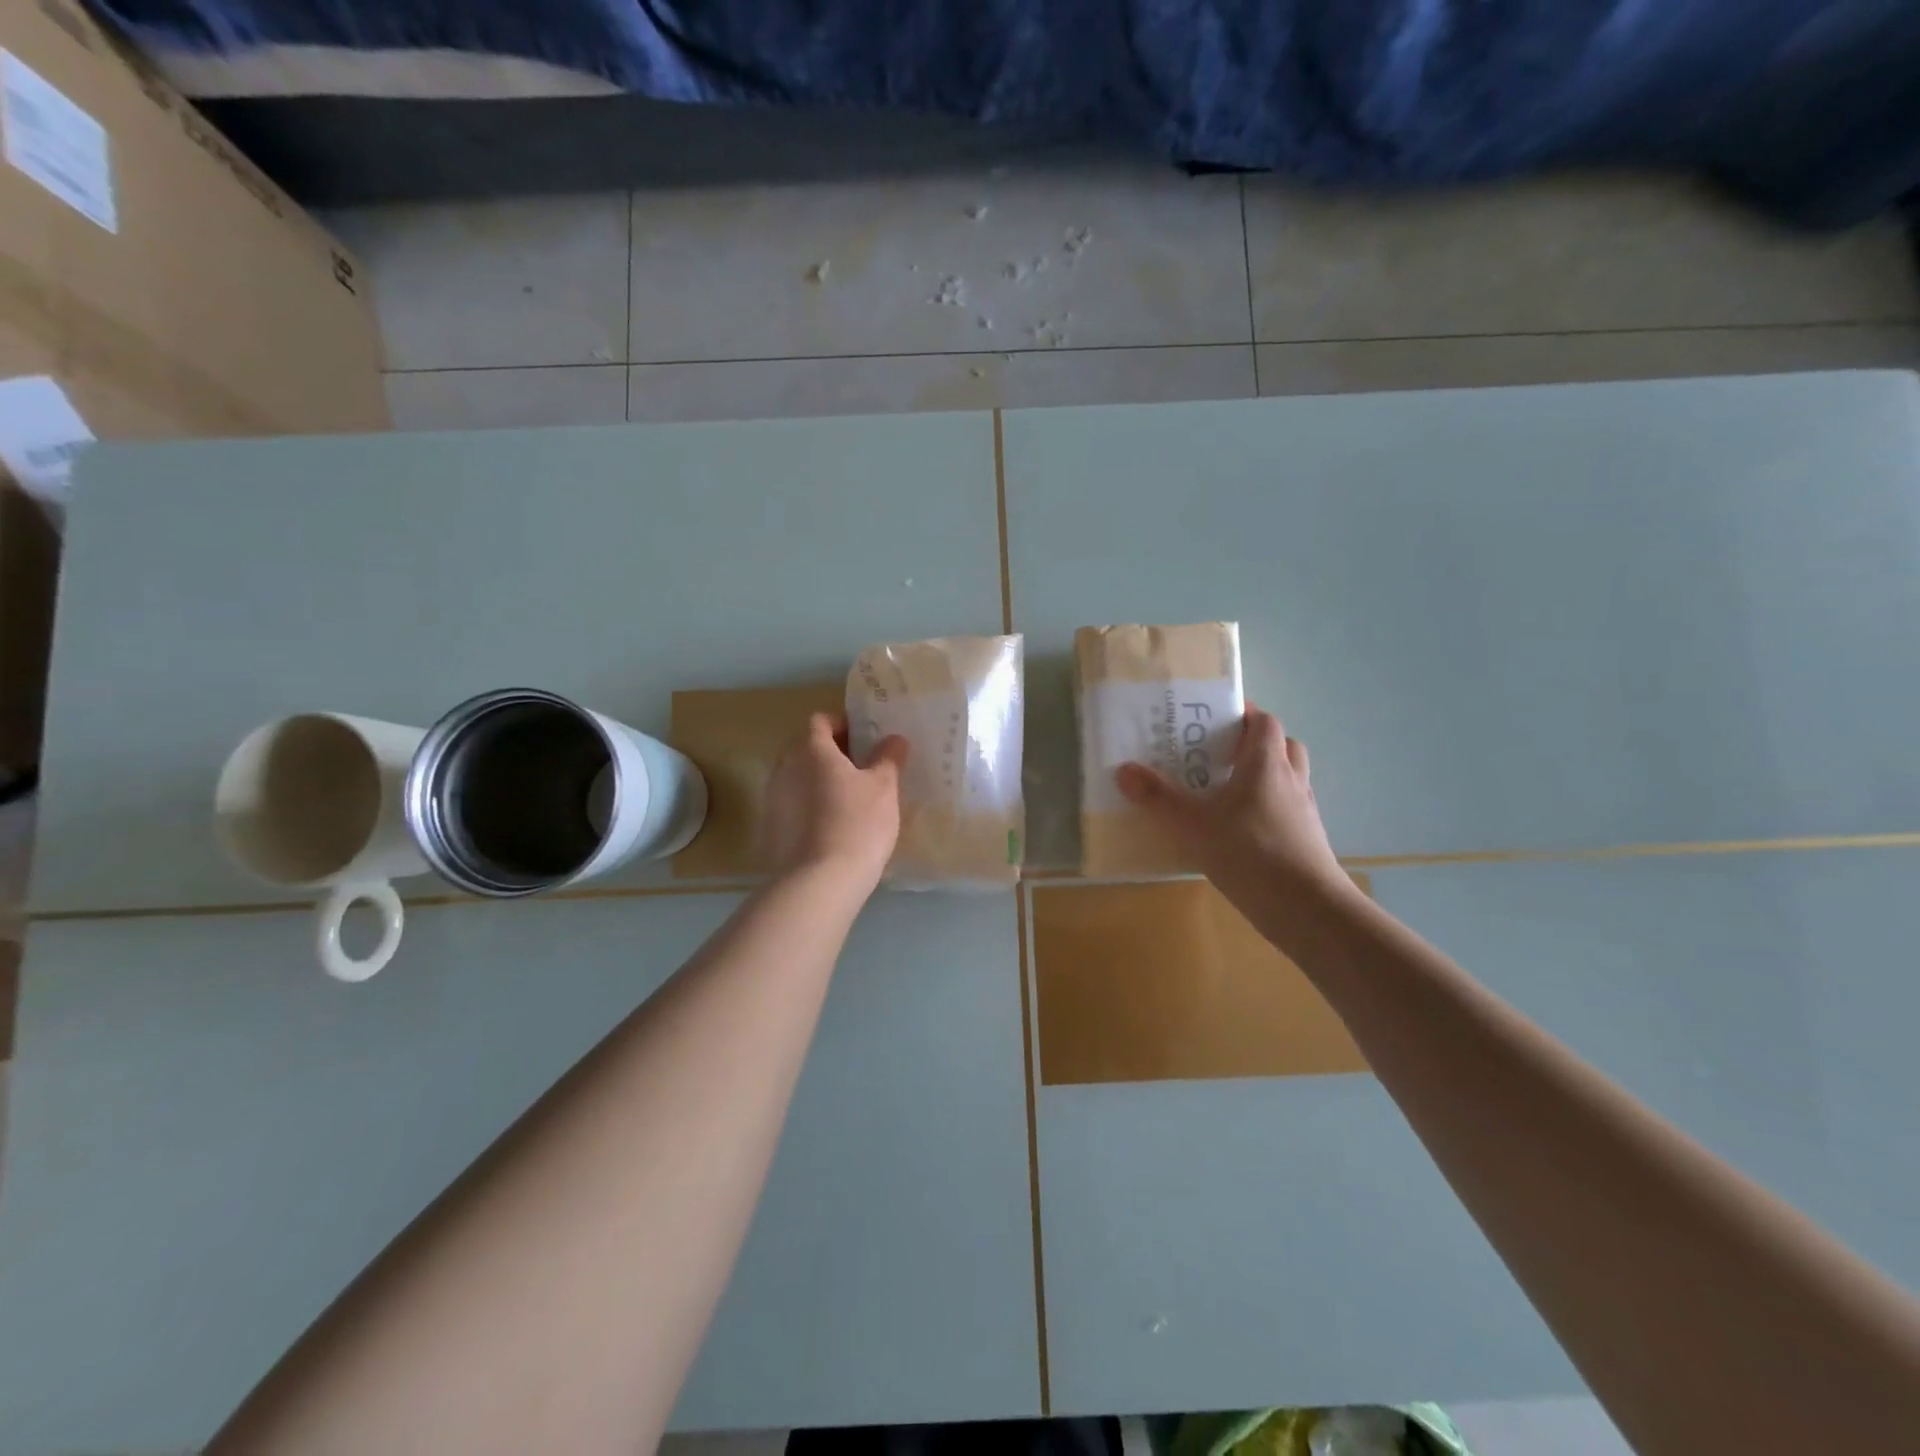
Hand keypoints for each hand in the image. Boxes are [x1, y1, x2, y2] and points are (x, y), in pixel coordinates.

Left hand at [761, 713, 908, 889]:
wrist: (819, 882)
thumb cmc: (856, 823)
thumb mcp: (884, 787)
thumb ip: (888, 757)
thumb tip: (893, 739)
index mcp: (810, 749)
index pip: (821, 720)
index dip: (844, 724)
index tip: (867, 740)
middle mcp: (785, 767)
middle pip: (807, 747)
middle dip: (834, 753)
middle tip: (865, 768)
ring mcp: (773, 798)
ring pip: (800, 777)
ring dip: (822, 780)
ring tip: (852, 799)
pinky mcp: (771, 828)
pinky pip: (794, 805)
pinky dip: (812, 806)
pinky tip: (835, 826)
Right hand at [1116, 707, 1349, 904]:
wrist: (1307, 910)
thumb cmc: (1251, 854)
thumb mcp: (1193, 826)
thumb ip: (1158, 798)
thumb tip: (1124, 770)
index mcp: (1266, 763)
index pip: (1262, 721)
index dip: (1241, 714)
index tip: (1212, 719)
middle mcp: (1291, 779)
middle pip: (1280, 745)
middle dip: (1252, 743)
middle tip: (1218, 753)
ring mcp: (1303, 811)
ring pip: (1287, 778)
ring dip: (1263, 775)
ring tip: (1227, 789)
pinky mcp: (1306, 839)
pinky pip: (1287, 809)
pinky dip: (1267, 808)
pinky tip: (1240, 828)